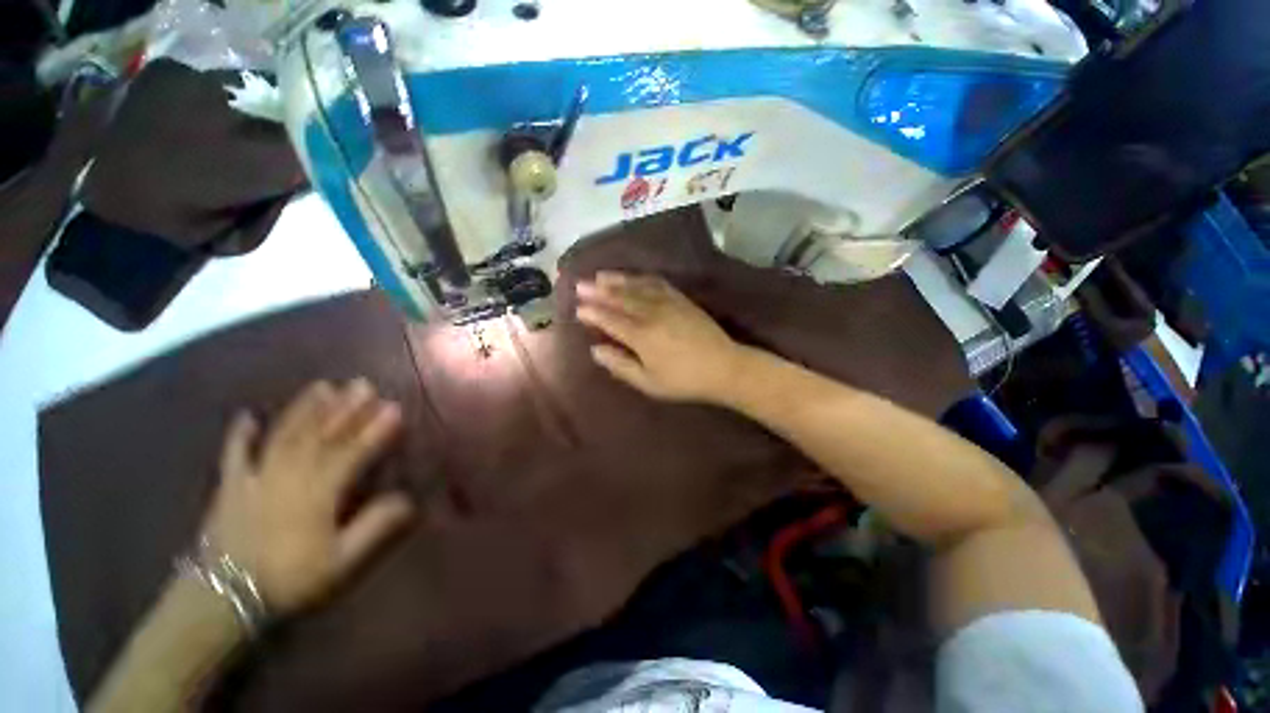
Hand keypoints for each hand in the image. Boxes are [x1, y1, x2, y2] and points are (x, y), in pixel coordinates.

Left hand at [202, 379, 414, 614]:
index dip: (375, 429)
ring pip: (285, 436)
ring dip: (304, 409)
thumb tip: (407, 498)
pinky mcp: (229, 487)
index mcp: (319, 493)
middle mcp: (289, 476)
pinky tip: (246, 416)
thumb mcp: (341, 562)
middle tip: (362, 384)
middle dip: (344, 408)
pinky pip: (234, 455)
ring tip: (322, 387)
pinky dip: (239, 435)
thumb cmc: (288, 580)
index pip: (353, 453)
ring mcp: (256, 478)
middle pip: (320, 436)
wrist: (220, 601)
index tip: (394, 407)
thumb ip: (374, 527)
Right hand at [576, 271, 749, 403]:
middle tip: (580, 284)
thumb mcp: (648, 382)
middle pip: (620, 299)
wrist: (724, 367)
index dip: (592, 313)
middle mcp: (651, 314)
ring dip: (617, 280)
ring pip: (636, 287)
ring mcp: (667, 303)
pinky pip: (657, 283)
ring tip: (600, 275)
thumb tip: (595, 350)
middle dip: (598, 291)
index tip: (578, 308)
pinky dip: (641, 278)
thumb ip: (620, 365)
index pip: (610, 320)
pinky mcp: (681, 299)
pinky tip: (634, 277)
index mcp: (641, 336)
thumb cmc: (684, 380)